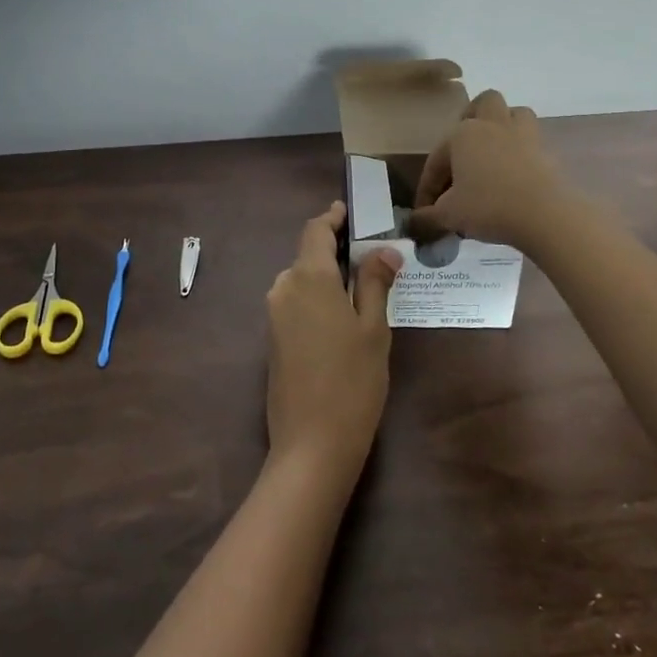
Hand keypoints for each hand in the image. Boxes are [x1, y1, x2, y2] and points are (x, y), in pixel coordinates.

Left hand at [265, 202, 402, 476]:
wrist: (311, 444)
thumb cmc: (353, 381)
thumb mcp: (373, 328)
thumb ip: (374, 283)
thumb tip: (384, 251)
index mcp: (308, 278)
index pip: (315, 231)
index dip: (332, 218)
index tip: (349, 212)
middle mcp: (284, 288)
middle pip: (308, 256)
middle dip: (335, 251)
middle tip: (371, 256)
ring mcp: (274, 315)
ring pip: (301, 280)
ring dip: (327, 277)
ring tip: (362, 286)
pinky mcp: (272, 339)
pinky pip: (295, 303)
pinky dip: (317, 298)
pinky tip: (341, 316)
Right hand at [410, 89, 572, 251]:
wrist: (545, 216)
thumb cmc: (488, 207)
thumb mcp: (449, 216)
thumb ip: (427, 218)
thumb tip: (414, 224)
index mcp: (462, 134)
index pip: (437, 160)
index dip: (427, 187)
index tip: (425, 212)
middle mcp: (492, 125)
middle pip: (484, 103)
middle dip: (473, 119)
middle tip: (464, 151)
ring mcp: (524, 135)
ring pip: (514, 114)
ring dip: (503, 126)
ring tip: (494, 153)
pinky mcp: (546, 151)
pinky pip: (532, 141)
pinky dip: (522, 152)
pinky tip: (514, 176)